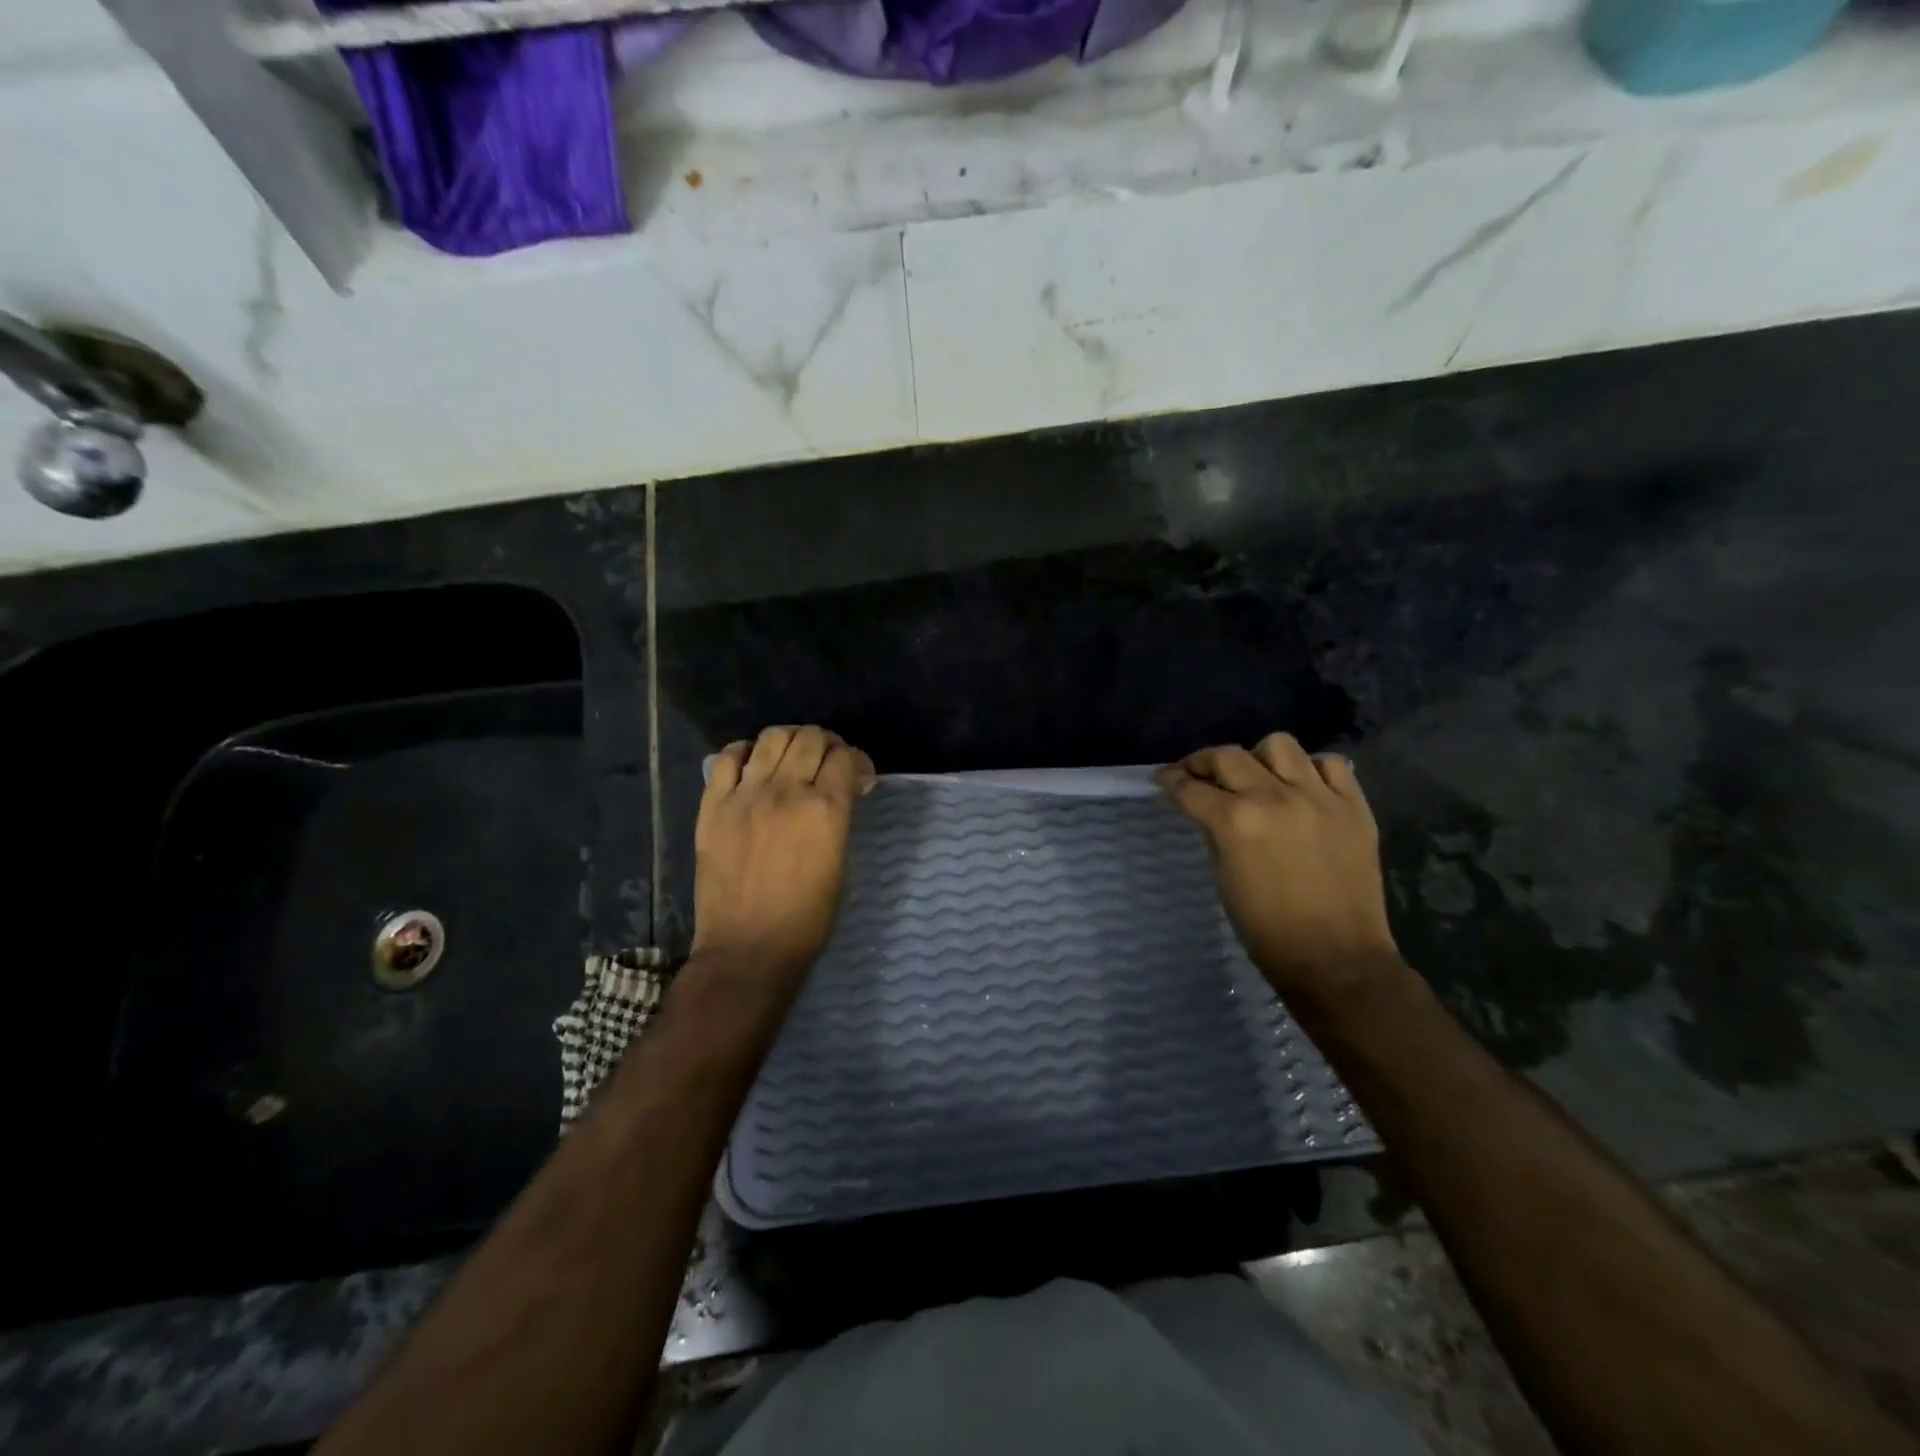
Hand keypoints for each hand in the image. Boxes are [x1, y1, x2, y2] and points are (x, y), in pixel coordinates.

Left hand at [691, 726, 874, 976]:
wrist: (748, 949)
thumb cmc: (807, 918)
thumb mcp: (841, 865)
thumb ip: (841, 820)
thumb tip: (844, 791)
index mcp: (826, 809)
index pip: (845, 757)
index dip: (856, 760)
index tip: (857, 774)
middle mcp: (787, 792)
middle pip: (810, 738)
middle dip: (827, 744)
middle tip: (827, 763)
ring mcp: (745, 795)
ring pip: (771, 738)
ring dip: (790, 741)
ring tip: (792, 757)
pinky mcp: (713, 806)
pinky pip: (726, 758)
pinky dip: (744, 752)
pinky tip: (753, 765)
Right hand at [1155, 733, 1401, 995]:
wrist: (1336, 957)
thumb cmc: (1267, 929)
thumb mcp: (1224, 878)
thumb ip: (1215, 833)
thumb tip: (1207, 809)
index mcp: (1236, 821)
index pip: (1191, 788)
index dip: (1170, 781)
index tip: (1163, 779)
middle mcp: (1274, 797)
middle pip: (1228, 756)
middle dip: (1203, 762)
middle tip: (1197, 775)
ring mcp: (1318, 797)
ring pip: (1279, 745)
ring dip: (1258, 757)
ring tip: (1257, 777)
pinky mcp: (1354, 806)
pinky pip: (1330, 764)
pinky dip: (1311, 769)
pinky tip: (1302, 787)